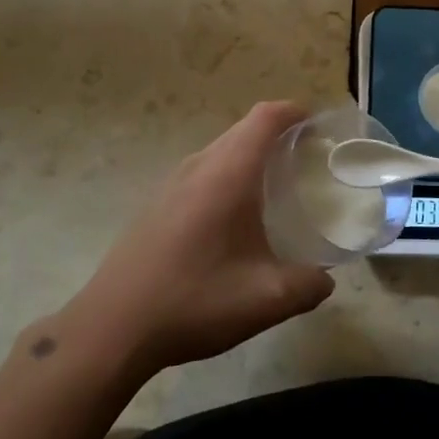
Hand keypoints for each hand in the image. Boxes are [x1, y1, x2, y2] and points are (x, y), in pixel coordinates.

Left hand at [65, 102, 334, 374]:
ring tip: (277, 187)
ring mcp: (173, 182)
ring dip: (251, 155)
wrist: (114, 326)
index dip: (294, 111)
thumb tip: (325, 279)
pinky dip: (228, 174)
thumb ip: (307, 285)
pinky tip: (235, 218)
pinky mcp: (158, 202)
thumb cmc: (194, 300)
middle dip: (279, 134)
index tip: (319, 126)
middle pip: (244, 129)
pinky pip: (203, 170)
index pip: (265, 117)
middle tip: (308, 160)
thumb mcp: (265, 300)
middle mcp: (200, 165)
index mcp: (228, 173)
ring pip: (221, 150)